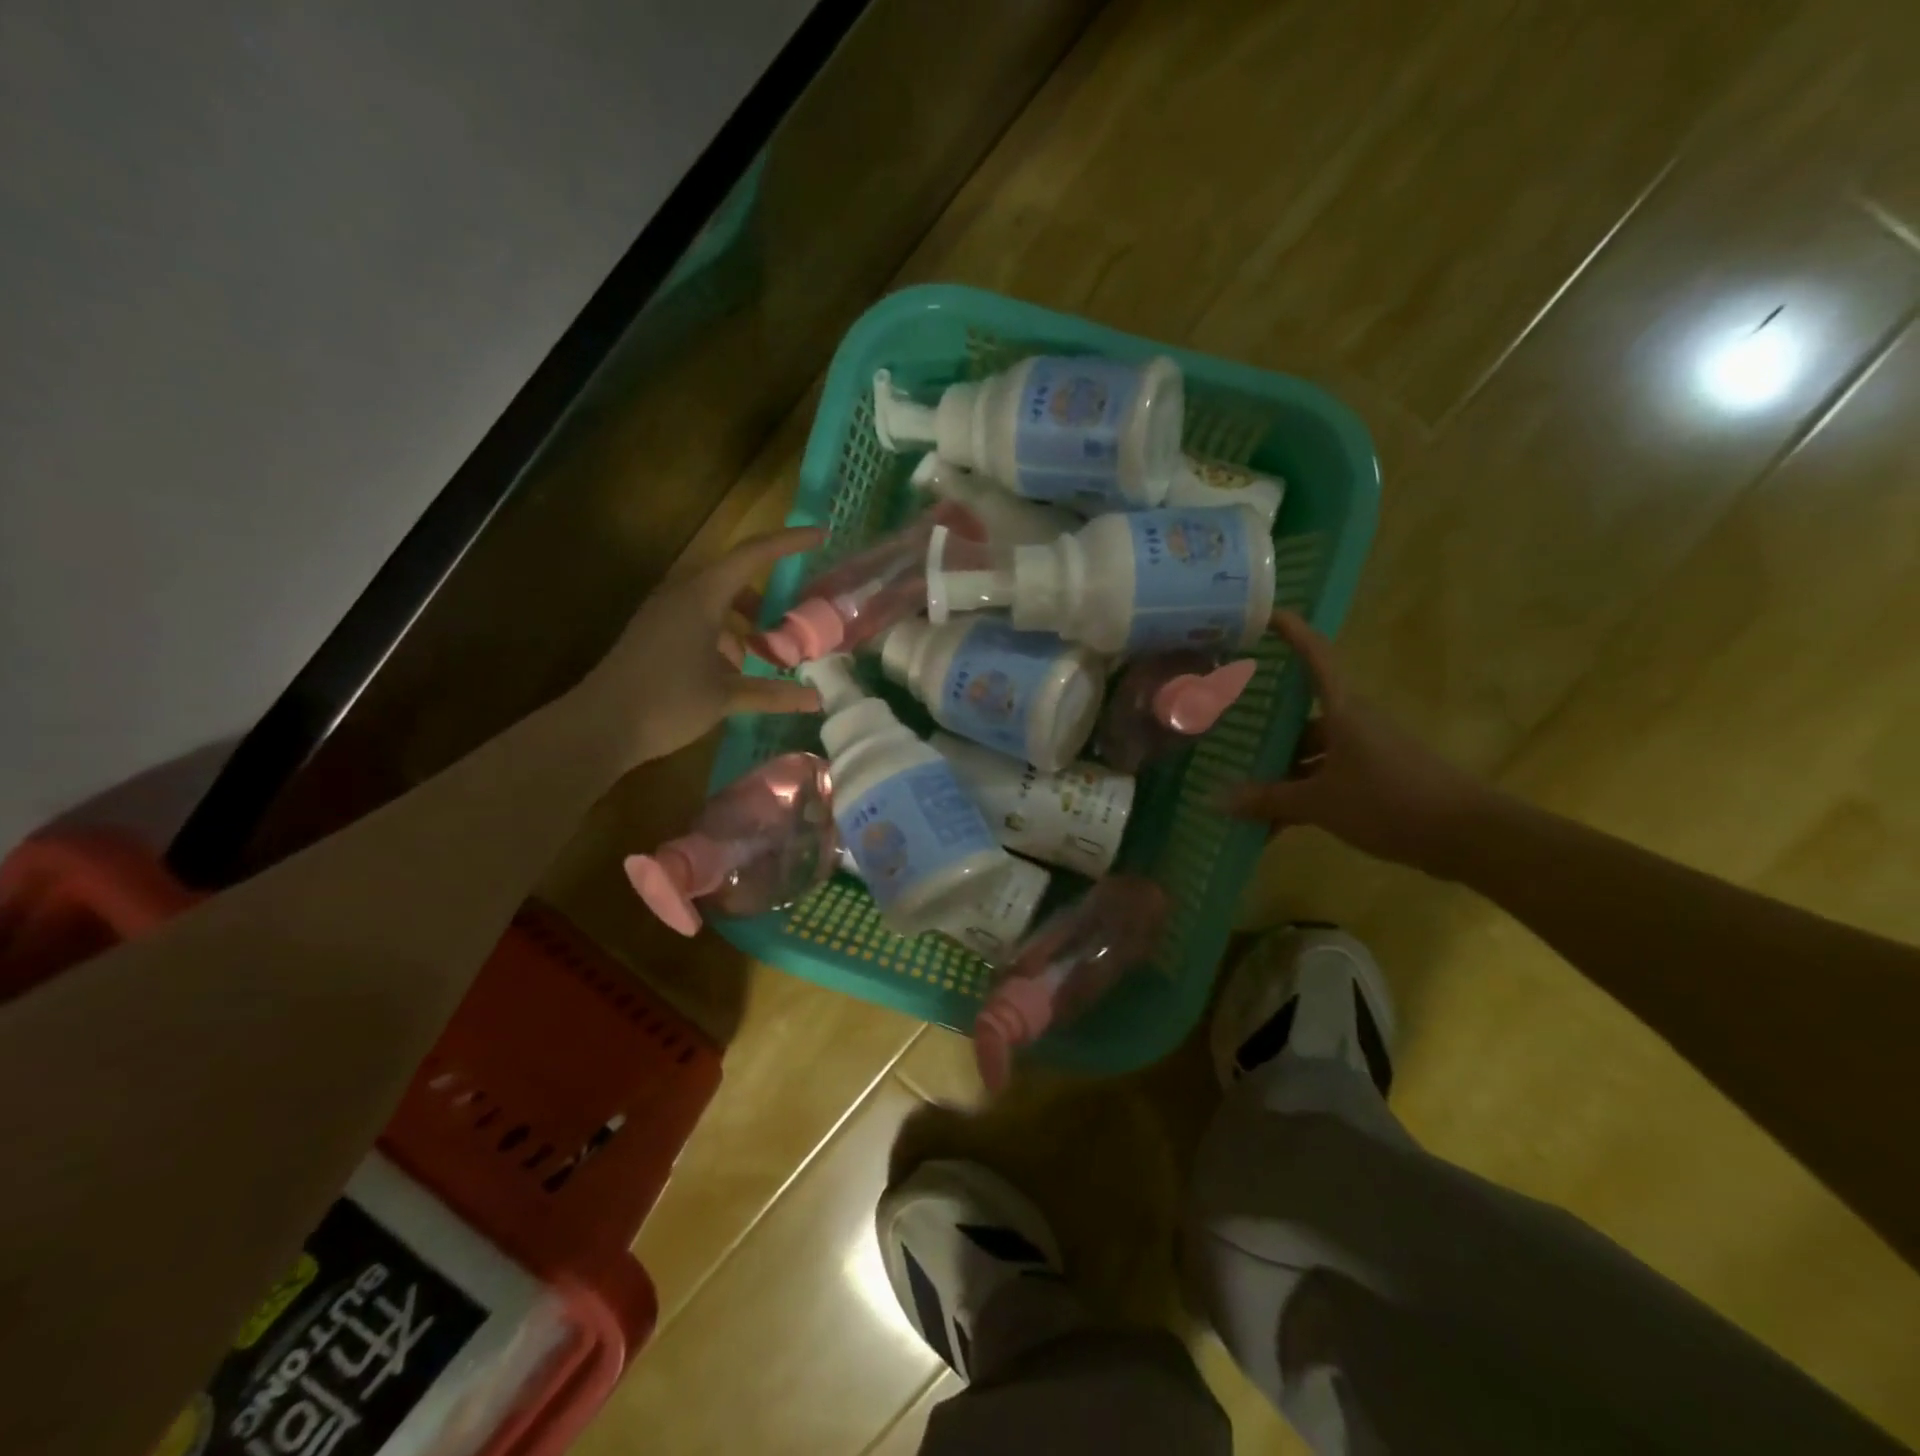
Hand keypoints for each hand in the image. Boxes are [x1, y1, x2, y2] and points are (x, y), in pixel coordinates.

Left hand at [588, 526, 825, 767]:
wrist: (599, 726)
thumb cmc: (666, 702)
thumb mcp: (726, 697)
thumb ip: (773, 693)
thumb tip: (816, 699)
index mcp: (701, 597)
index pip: (752, 555)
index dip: (788, 542)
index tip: (820, 535)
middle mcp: (681, 595)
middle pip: (734, 576)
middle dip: (768, 594)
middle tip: (795, 616)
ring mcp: (664, 613)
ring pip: (716, 600)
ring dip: (745, 619)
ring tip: (767, 651)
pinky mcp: (654, 633)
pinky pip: (698, 618)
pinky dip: (724, 633)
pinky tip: (734, 668)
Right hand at [1223, 611, 1488, 872]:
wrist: (1468, 836)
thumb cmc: (1390, 801)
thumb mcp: (1321, 803)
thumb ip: (1268, 800)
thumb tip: (1216, 799)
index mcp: (1344, 711)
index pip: (1316, 657)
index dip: (1292, 632)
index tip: (1265, 614)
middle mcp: (1353, 723)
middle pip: (1301, 715)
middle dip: (1264, 726)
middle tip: (1223, 728)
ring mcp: (1365, 752)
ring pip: (1311, 752)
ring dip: (1279, 771)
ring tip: (1238, 789)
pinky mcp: (1375, 780)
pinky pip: (1326, 778)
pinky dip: (1300, 795)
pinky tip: (1273, 823)